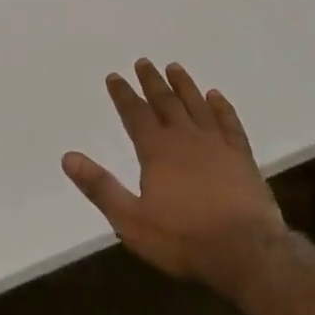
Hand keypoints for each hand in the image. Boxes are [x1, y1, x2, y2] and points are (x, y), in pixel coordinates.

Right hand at [62, 59, 286, 291]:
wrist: (246, 252)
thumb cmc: (184, 239)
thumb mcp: (131, 220)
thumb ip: (100, 187)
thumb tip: (68, 157)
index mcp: (157, 151)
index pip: (135, 114)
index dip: (123, 95)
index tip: (114, 76)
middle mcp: (186, 139)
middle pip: (166, 103)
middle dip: (152, 82)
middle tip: (143, 62)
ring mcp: (217, 145)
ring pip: (197, 106)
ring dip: (184, 86)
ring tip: (174, 67)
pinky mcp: (242, 158)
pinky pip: (230, 123)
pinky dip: (222, 107)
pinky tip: (216, 96)